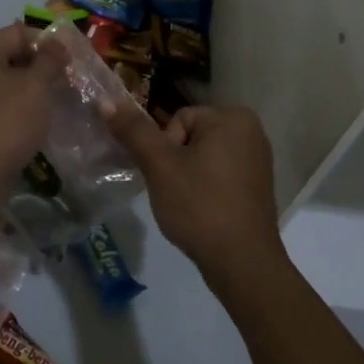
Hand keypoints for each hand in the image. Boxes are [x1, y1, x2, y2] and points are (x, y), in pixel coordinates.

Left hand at [0, 23, 65, 191]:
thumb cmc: (4, 123)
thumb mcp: (34, 87)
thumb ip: (49, 61)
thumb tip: (58, 42)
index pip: (19, 32)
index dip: (48, 42)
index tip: (73, 60)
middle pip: (13, 57)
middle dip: (43, 67)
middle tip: (71, 82)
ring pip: (10, 85)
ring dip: (35, 91)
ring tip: (62, 102)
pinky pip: (4, 107)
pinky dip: (23, 111)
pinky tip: (42, 123)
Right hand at [105, 102, 283, 286]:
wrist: (242, 262)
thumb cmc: (200, 205)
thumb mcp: (160, 165)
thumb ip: (133, 131)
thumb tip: (104, 101)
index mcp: (233, 117)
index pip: (178, 120)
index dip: (165, 149)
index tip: (171, 177)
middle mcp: (252, 130)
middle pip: (190, 136)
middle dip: (176, 162)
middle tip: (177, 191)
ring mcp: (258, 158)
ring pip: (203, 157)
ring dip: (189, 176)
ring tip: (190, 204)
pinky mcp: (258, 184)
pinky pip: (220, 174)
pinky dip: (207, 188)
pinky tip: (204, 211)